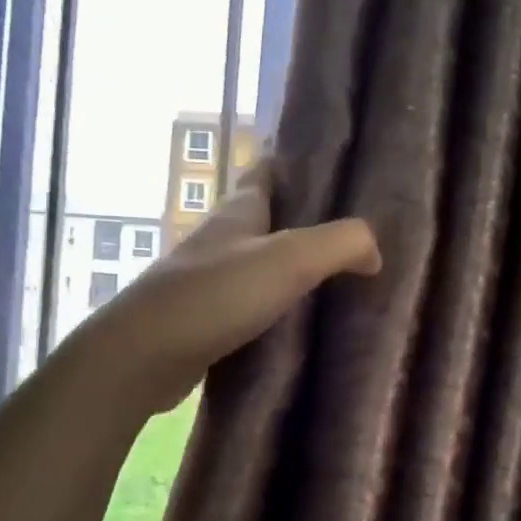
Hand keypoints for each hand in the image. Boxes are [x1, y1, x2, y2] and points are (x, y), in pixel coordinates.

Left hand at [77, 168, 381, 417]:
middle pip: (268, 220)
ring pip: (260, 266)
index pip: (268, 172)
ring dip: (291, 270)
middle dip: (305, 222)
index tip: (337, 170)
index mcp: (239, 212)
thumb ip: (339, 244)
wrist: (145, 355)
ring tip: (337, 282)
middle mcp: (222, 240)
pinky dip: (276, 309)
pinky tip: (300, 325)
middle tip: (352, 236)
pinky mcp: (207, 321)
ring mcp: (211, 282)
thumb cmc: (215, 296)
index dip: (298, 165)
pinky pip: (251, 306)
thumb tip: (374, 251)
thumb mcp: (288, 260)